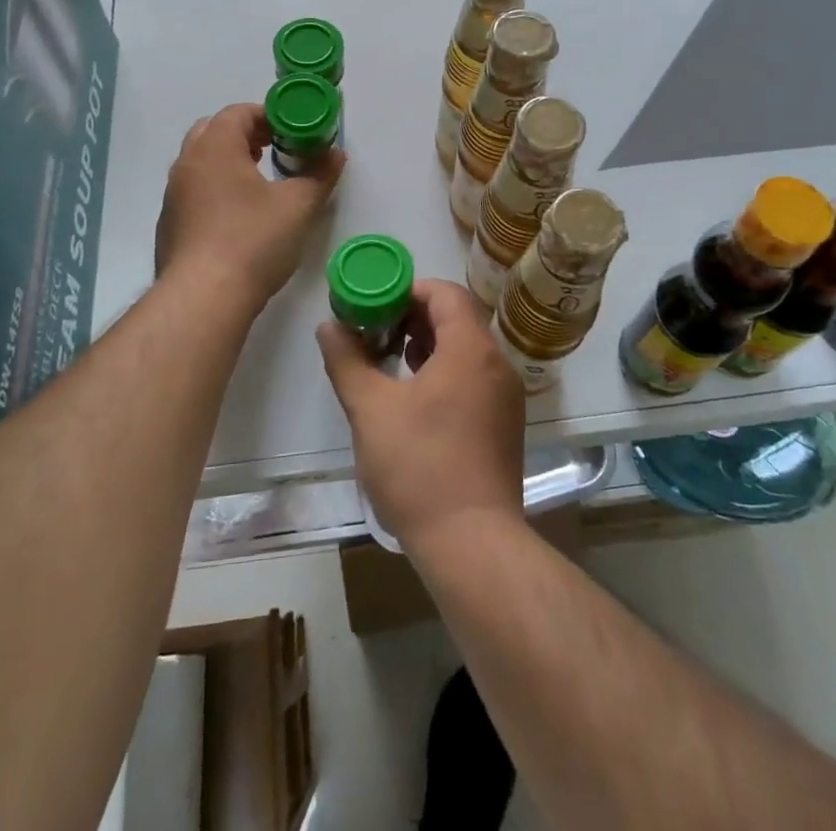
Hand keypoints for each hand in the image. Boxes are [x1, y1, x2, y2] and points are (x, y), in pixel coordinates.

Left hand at [154, 102, 342, 307]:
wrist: (203, 298)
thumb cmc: (253, 240)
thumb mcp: (298, 206)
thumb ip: (319, 175)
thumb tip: (336, 154)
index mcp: (215, 147)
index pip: (237, 112)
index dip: (267, 115)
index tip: (291, 130)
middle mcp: (187, 164)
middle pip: (213, 131)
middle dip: (245, 135)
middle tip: (274, 149)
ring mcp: (173, 196)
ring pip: (200, 163)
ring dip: (228, 162)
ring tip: (259, 182)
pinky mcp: (169, 225)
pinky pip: (193, 192)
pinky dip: (215, 190)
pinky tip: (238, 217)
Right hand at [317, 279, 525, 553]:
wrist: (472, 544)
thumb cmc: (419, 467)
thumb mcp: (371, 409)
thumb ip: (347, 360)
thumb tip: (329, 326)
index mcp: (471, 349)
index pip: (445, 294)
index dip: (408, 290)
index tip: (375, 305)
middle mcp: (497, 364)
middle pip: (458, 318)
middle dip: (415, 317)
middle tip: (377, 331)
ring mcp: (506, 396)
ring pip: (467, 349)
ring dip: (430, 345)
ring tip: (392, 361)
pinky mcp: (505, 424)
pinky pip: (476, 377)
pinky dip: (447, 371)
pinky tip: (416, 397)